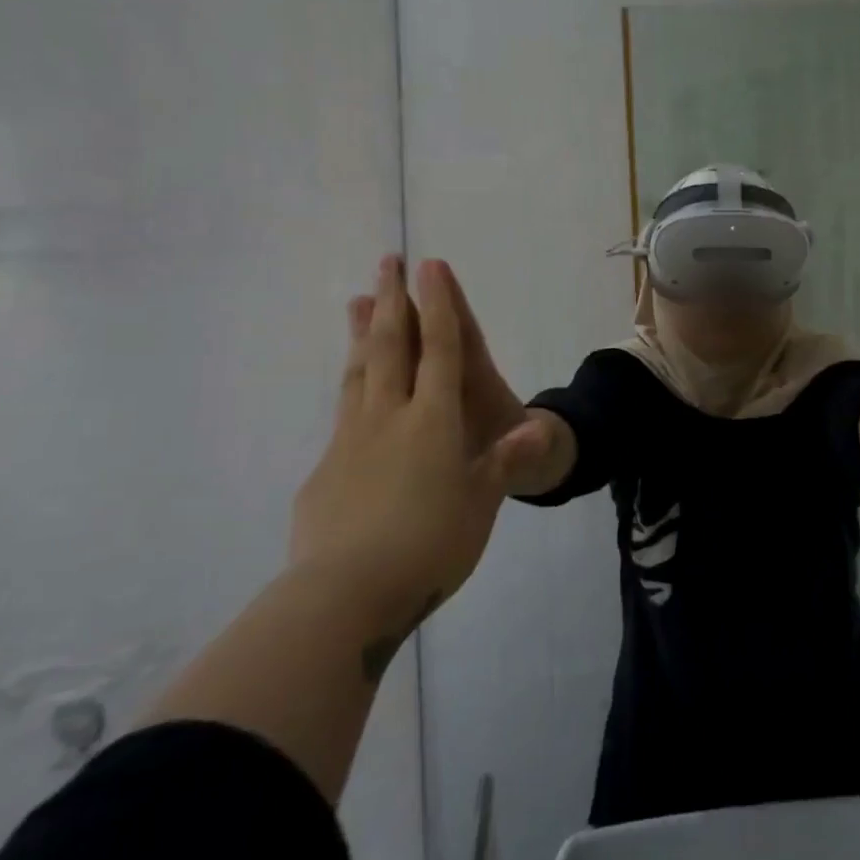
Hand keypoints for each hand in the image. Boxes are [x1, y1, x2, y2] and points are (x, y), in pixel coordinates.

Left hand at [289, 256, 547, 627]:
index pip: (440, 350)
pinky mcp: (324, 470)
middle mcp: (389, 417)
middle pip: (390, 346)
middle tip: (386, 262)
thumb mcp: (482, 504)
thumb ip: (502, 462)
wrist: (343, 597)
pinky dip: (351, 390)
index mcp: (433, 420)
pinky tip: (352, 393)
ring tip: (355, 300)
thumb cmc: (430, 545)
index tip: (429, 266)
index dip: (439, 305)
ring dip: (360, 332)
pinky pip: (343, 414)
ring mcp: (350, 440)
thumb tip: (535, 429)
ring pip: (358, 372)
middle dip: (391, 300)